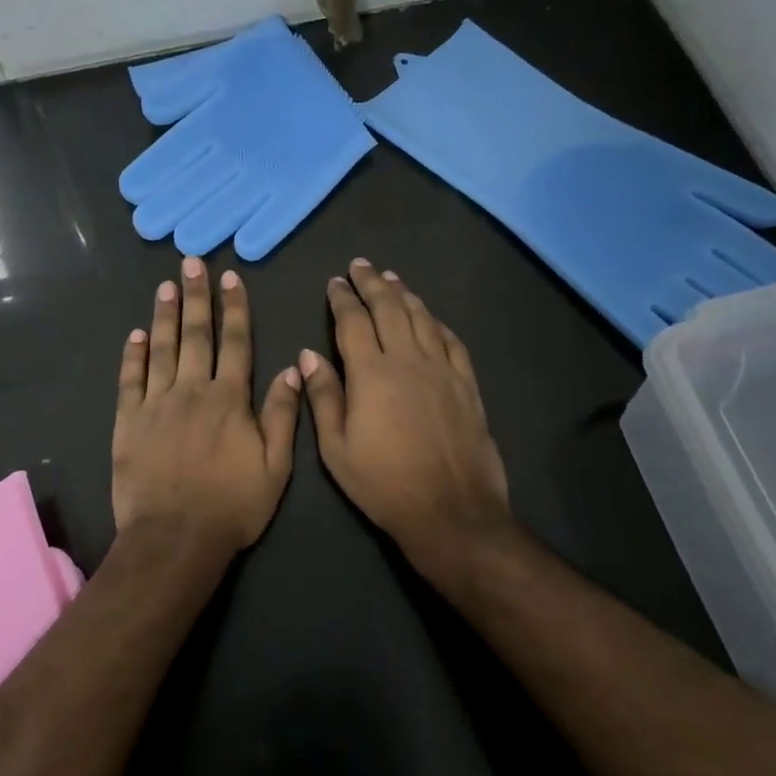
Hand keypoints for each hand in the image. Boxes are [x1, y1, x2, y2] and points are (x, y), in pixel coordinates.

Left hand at [112, 257, 301, 566]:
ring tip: (166, 285)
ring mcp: (156, 403)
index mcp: (230, 399)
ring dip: (165, 315)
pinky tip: (136, 334)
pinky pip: (131, 380)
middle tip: (191, 264)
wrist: (175, 538)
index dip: (235, 309)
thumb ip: (282, 415)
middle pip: (196, 336)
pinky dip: (133, 355)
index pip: (235, 343)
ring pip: (162, 349)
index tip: (231, 279)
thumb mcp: (275, 466)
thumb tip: (293, 368)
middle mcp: (193, 390)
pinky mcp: (129, 421)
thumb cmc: (232, 506)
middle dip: (197, 297)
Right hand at [299, 259, 512, 590]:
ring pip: (422, 318)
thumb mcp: (337, 448)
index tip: (334, 282)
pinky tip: (429, 316)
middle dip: (372, 283)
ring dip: (404, 294)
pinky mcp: (467, 384)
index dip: (342, 299)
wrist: (451, 510)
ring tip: (391, 278)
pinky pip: (451, 340)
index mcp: (371, 373)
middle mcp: (408, 360)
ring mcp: (442, 369)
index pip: (353, 322)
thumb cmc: (383, 483)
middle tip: (360, 265)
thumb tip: (308, 354)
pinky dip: (436, 321)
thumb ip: (324, 396)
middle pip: (389, 309)